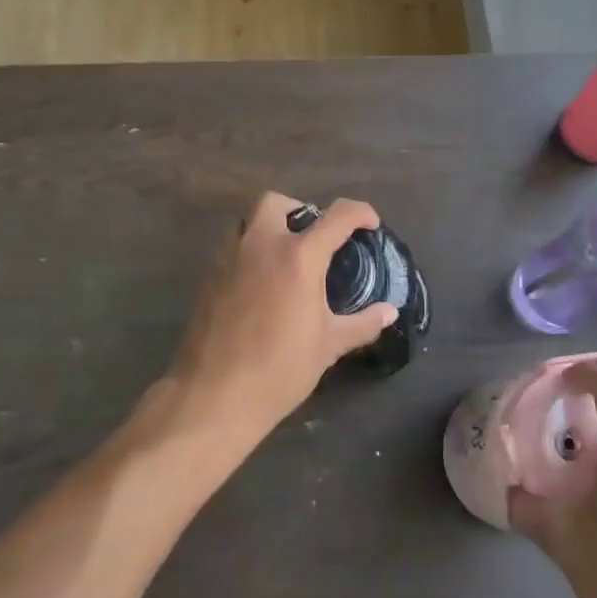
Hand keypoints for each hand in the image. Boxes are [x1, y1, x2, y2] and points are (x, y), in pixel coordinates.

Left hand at [154, 191, 397, 452]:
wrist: (214, 394)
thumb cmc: (279, 369)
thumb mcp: (328, 346)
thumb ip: (362, 324)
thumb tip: (389, 312)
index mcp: (298, 256)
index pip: (336, 217)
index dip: (360, 212)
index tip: (370, 224)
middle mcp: (261, 244)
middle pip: (277, 203)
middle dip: (300, 210)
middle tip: (315, 239)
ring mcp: (228, 258)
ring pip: (248, 221)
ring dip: (270, 228)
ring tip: (286, 260)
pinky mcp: (207, 277)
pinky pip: (231, 248)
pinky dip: (249, 252)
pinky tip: (260, 285)